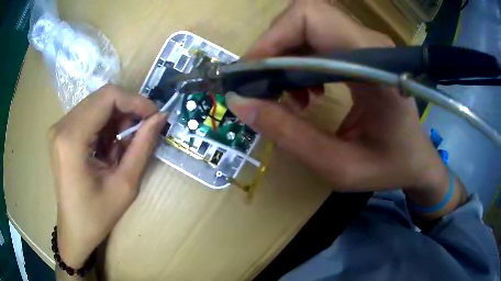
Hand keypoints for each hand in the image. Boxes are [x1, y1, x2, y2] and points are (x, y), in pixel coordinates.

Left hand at [49, 84, 166, 267]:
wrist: (74, 230)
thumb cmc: (97, 216)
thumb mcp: (124, 185)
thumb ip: (142, 147)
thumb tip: (160, 117)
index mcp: (72, 139)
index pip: (107, 97)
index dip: (135, 100)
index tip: (154, 115)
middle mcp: (61, 125)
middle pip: (102, 97)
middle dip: (127, 110)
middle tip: (143, 131)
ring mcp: (59, 127)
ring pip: (97, 104)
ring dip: (116, 120)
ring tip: (124, 146)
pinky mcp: (62, 132)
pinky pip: (89, 115)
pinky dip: (106, 126)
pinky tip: (110, 147)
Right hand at [227, 0, 447, 192]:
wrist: (416, 160)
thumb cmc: (388, 167)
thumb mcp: (338, 165)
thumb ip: (289, 134)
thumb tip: (240, 103)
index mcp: (375, 65)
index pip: (312, 17)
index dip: (273, 38)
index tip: (252, 75)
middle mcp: (370, 44)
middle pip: (305, 18)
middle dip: (274, 49)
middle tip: (265, 89)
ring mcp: (366, 45)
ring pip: (307, 28)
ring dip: (287, 59)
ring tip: (291, 100)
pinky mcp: (360, 52)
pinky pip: (317, 42)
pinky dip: (299, 64)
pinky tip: (307, 94)